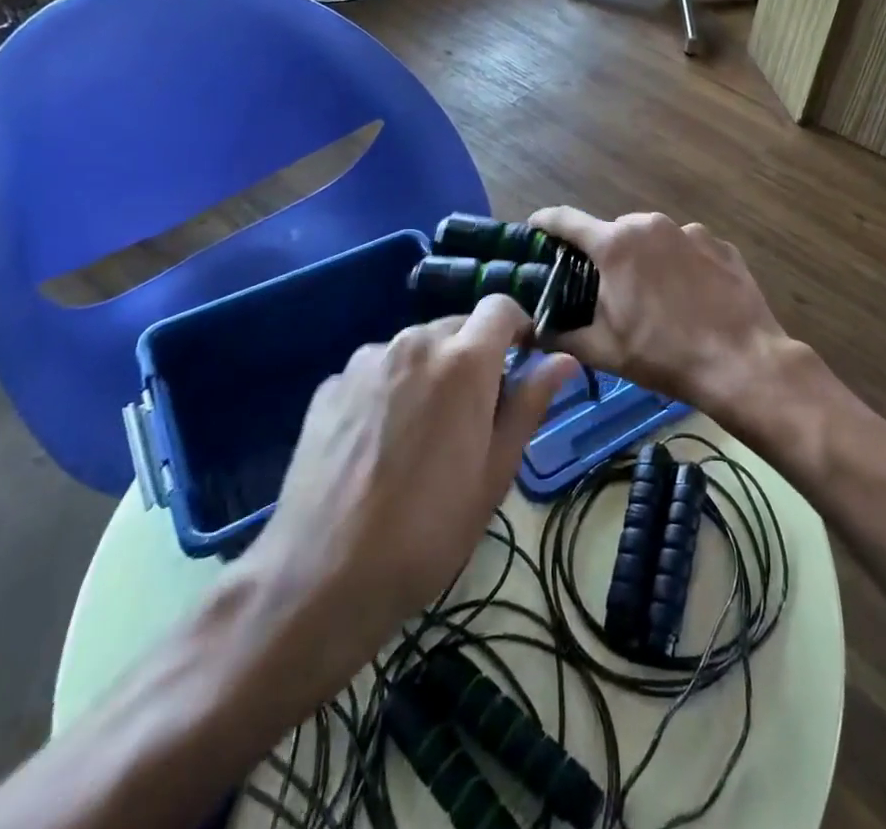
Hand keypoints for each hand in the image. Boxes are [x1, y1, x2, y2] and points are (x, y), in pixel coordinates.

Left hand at [231, 296, 575, 700]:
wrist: (321, 578)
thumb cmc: (429, 530)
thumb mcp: (495, 472)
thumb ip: (530, 404)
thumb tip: (563, 360)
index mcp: (463, 361)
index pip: (500, 307)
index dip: (518, 327)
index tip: (522, 362)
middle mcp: (413, 343)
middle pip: (457, 327)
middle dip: (474, 355)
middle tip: (474, 415)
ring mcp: (364, 362)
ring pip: (414, 348)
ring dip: (430, 372)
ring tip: (421, 435)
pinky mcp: (329, 386)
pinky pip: (375, 371)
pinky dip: (389, 389)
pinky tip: (377, 445)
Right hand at [529, 207, 797, 423]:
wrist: (741, 362)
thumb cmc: (662, 354)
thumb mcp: (603, 350)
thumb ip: (559, 335)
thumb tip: (527, 331)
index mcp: (615, 244)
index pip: (566, 220)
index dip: (545, 222)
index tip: (534, 229)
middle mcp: (650, 225)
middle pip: (613, 232)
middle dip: (603, 255)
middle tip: (603, 289)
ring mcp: (690, 231)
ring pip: (652, 239)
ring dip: (644, 260)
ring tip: (653, 299)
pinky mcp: (720, 244)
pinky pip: (687, 248)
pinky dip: (679, 265)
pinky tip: (689, 297)